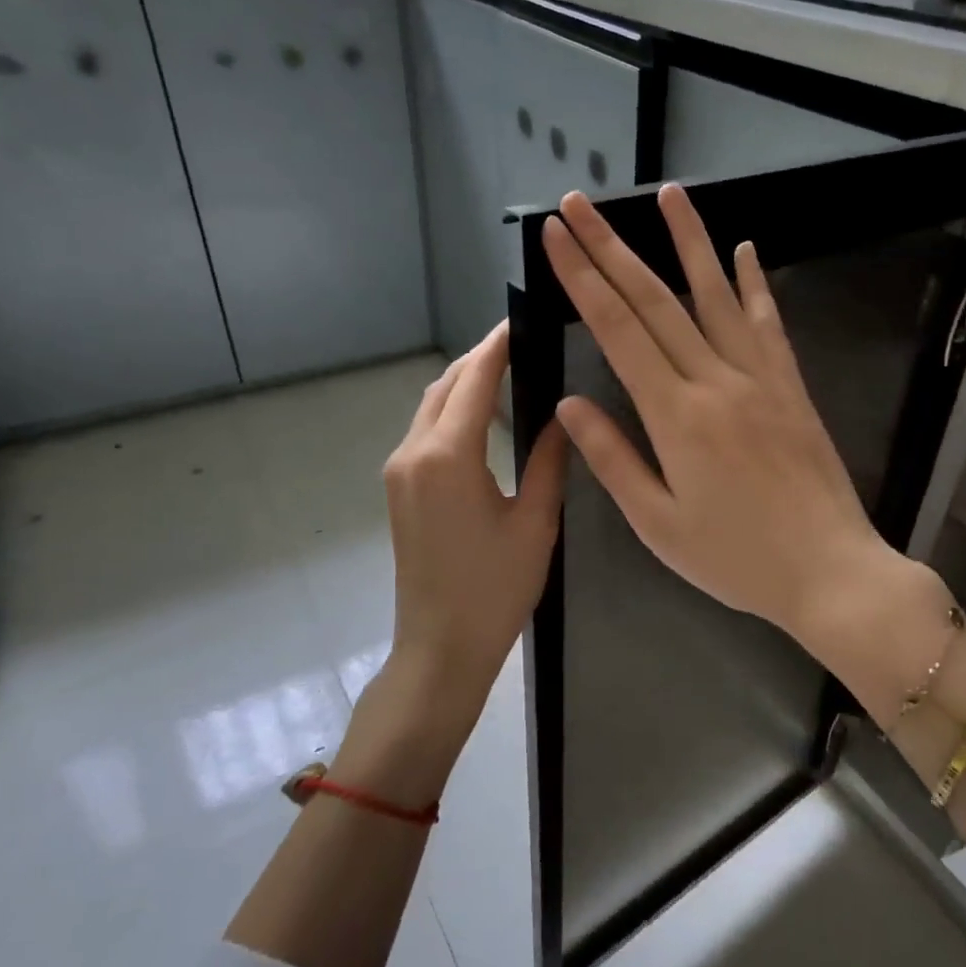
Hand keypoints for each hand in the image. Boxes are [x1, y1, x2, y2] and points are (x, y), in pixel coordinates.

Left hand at [380, 322, 566, 740]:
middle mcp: (413, 453)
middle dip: (480, 359)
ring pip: (431, 406)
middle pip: (445, 386)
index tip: (523, 319)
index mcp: (448, 457)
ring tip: (509, 372)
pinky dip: (453, 412)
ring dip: (465, 384)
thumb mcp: (535, 523)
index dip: (498, 346)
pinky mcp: (399, 489)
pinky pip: (425, 432)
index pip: (474, 380)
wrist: (441, 647)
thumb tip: (566, 416)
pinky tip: (485, 417)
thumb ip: (548, 461)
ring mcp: (399, 471)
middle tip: (523, 344)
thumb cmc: (495, 589)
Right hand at [541, 184, 896, 652]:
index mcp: (675, 416)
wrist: (830, 571)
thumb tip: (570, 404)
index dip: (582, 279)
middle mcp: (716, 381)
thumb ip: (613, 459)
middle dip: (612, 248)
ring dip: (687, 242)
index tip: (556, 238)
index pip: (618, 331)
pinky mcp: (791, 386)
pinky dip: (752, 283)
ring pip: (715, 296)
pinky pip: (768, 323)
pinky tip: (743, 249)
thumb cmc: (737, 559)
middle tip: (579, 204)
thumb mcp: (659, 524)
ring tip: (667, 193)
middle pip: (655, 301)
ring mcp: (760, 378)